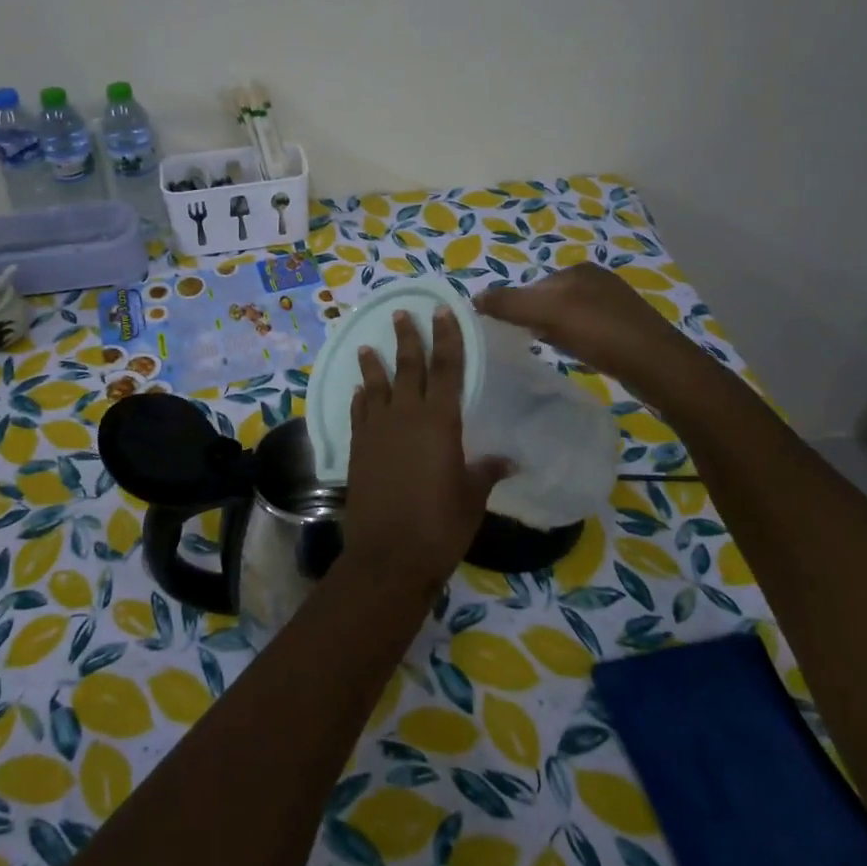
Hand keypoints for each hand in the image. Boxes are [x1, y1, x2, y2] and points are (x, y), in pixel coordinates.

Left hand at [345, 307, 510, 593]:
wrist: (389, 555)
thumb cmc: (440, 525)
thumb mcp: (472, 497)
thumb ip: (486, 471)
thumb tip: (509, 460)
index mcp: (439, 421)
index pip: (446, 367)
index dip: (446, 336)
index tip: (442, 310)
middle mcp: (405, 415)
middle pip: (408, 366)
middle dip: (408, 338)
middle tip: (402, 313)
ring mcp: (377, 430)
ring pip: (376, 385)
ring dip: (374, 363)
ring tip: (369, 345)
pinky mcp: (357, 448)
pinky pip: (359, 412)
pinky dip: (361, 397)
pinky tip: (360, 390)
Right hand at [476, 263, 705, 400]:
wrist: (658, 367)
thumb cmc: (600, 333)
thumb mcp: (546, 314)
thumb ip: (509, 304)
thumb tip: (473, 298)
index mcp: (580, 269)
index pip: (533, 285)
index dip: (517, 307)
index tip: (511, 331)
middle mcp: (599, 280)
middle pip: (549, 300)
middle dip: (536, 320)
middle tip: (529, 344)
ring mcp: (616, 304)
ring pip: (569, 317)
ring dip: (555, 332)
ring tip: (553, 351)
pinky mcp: (628, 329)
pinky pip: (588, 331)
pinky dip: (576, 342)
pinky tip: (579, 356)